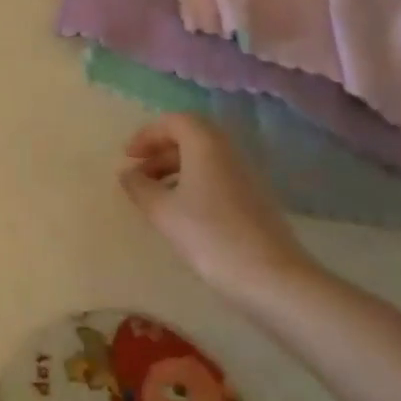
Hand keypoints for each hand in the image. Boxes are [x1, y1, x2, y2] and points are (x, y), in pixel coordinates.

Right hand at [118, 113, 314, 307]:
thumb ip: (139, 187)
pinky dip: (194, 183)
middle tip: (139, 173)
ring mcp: (246, 176)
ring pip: (205, 159)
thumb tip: (127, 173)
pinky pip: (217, 177)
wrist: (274, 279)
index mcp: (205, 144)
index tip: (128, 156)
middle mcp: (228, 152)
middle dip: (161, 151)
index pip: (174, 121)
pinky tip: (183, 213)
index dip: (147, 134)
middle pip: (191, 137)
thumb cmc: (210, 236)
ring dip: (176, 168)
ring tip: (155, 195)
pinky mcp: (255, 200)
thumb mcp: (163, 211)